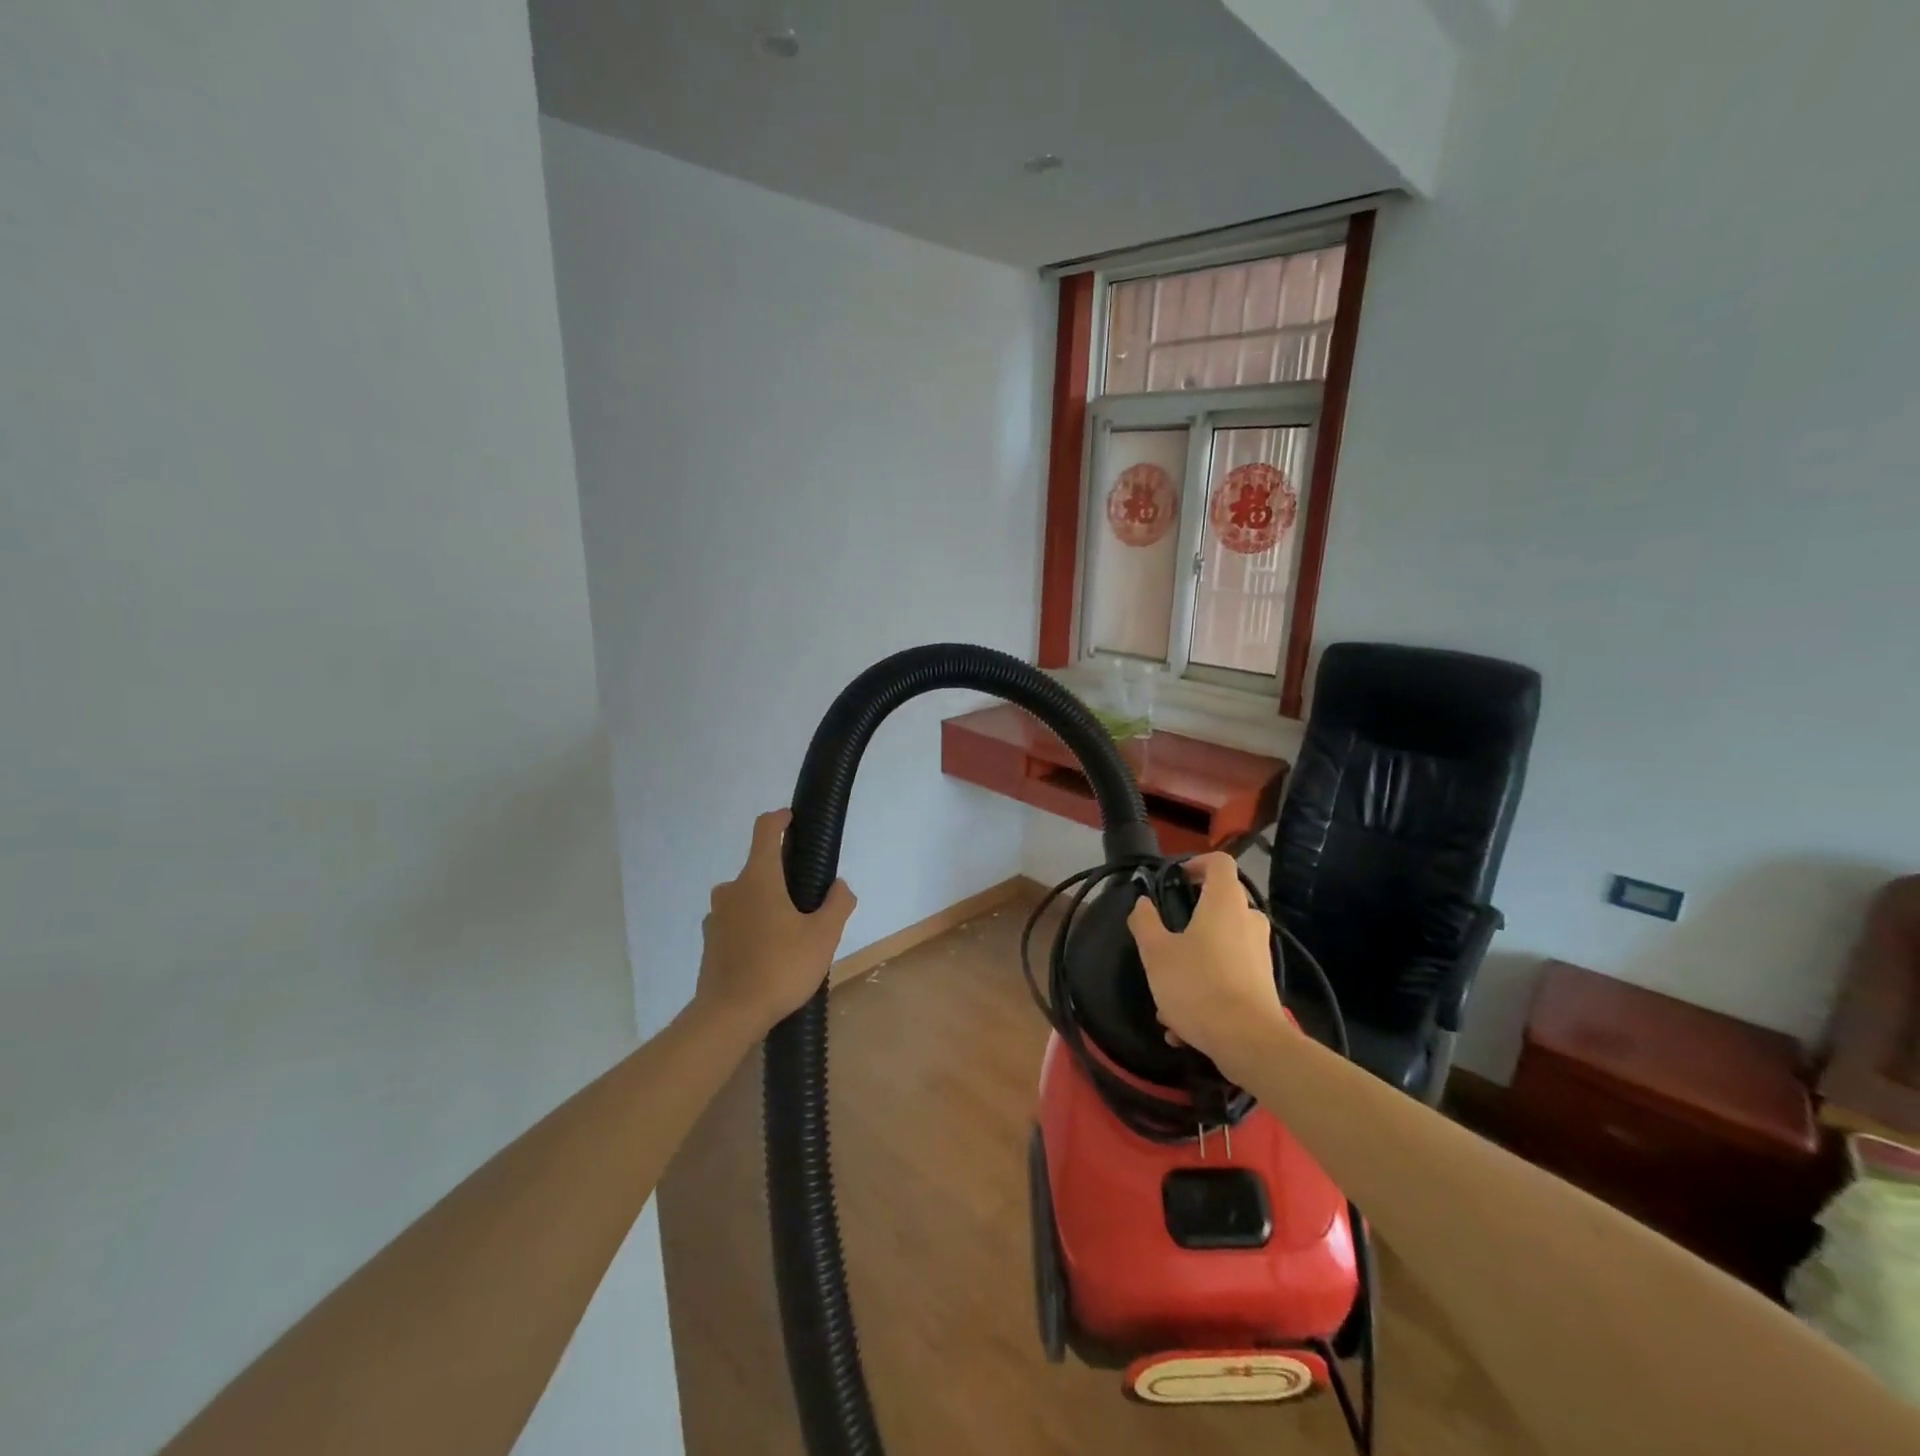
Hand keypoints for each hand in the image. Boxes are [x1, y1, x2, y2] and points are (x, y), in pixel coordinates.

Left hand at [694, 810, 856, 1038]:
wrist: (729, 1015)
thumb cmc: (780, 967)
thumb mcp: (824, 936)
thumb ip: (837, 905)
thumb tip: (839, 886)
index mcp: (759, 878)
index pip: (766, 830)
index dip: (780, 818)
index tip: (793, 818)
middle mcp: (732, 889)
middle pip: (759, 867)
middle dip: (783, 875)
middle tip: (809, 900)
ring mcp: (717, 916)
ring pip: (747, 896)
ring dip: (768, 903)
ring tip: (791, 932)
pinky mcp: (710, 941)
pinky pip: (737, 921)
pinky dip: (753, 926)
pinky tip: (770, 953)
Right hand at [1127, 852, 1290, 1078]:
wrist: (1249, 1042)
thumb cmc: (1198, 986)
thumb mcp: (1156, 953)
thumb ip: (1145, 922)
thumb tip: (1142, 903)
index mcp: (1224, 903)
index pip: (1219, 863)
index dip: (1196, 863)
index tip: (1175, 879)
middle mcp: (1248, 920)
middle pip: (1220, 903)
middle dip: (1190, 917)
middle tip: (1165, 938)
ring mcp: (1260, 952)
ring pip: (1221, 943)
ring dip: (1194, 960)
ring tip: (1167, 994)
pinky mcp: (1263, 983)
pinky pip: (1229, 973)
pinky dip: (1207, 986)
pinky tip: (1183, 1025)